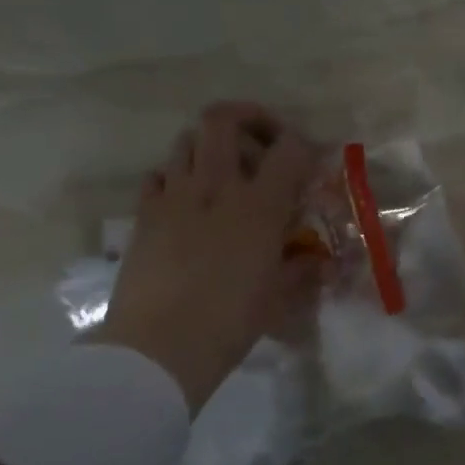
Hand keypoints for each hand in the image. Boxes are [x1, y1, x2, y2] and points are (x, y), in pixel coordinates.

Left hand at [88, 103, 319, 408]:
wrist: (157, 348)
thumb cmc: (229, 322)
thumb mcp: (278, 298)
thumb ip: (302, 270)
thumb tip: (320, 263)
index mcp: (259, 205)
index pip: (289, 147)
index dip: (303, 145)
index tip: (308, 161)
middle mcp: (216, 187)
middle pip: (223, 119)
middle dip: (247, 117)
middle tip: (261, 141)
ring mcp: (174, 196)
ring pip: (186, 140)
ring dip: (209, 146)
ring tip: (223, 173)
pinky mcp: (143, 214)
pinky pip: (158, 175)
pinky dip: (175, 176)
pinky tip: (186, 202)